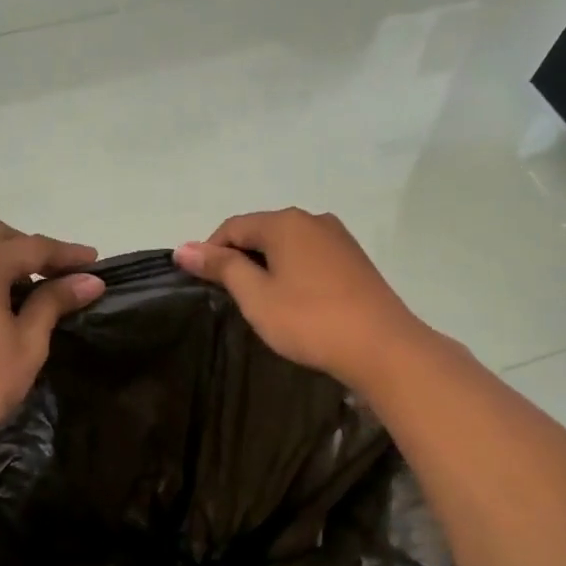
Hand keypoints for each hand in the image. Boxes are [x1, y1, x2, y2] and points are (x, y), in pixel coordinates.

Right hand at [175, 209, 425, 389]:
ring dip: (267, 266)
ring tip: (260, 302)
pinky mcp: (354, 259)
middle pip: (261, 232)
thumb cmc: (309, 320)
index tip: (201, 284)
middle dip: (240, 259)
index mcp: (285, 222)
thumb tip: (183, 248)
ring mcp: (338, 238)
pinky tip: (294, 301)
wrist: (382, 347)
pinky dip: (292, 271)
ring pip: (287, 245)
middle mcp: (313, 219)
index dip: (210, 252)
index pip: (232, 227)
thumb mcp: (256, 296)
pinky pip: (310, 256)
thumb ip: (221, 268)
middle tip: (230, 298)